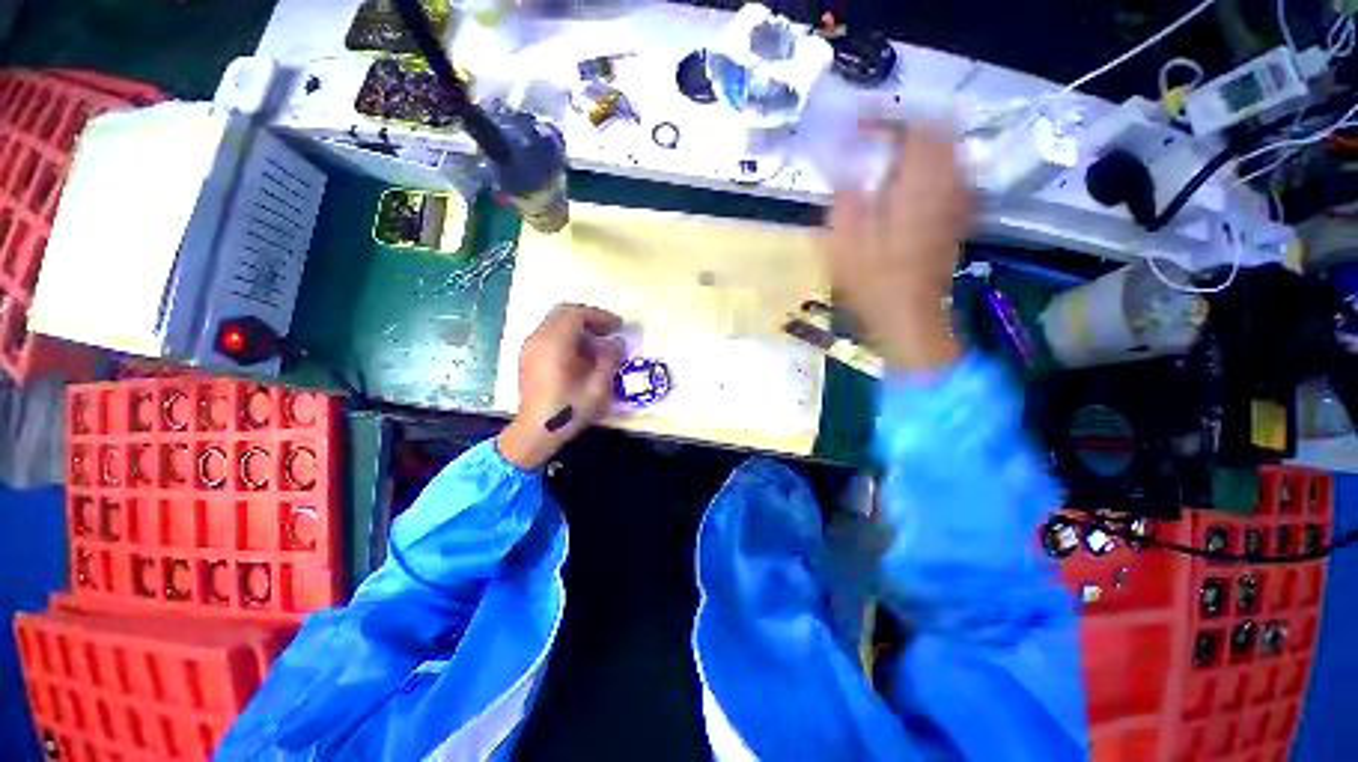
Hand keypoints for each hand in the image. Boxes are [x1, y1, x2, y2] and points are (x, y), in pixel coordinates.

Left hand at [498, 304, 624, 469]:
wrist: (536, 431)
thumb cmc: (568, 410)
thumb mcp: (597, 388)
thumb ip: (609, 360)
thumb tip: (617, 343)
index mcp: (554, 344)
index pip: (576, 314)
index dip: (600, 316)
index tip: (618, 326)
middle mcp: (538, 339)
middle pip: (564, 313)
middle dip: (589, 317)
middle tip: (609, 330)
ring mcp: (530, 346)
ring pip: (555, 322)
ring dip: (579, 326)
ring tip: (599, 342)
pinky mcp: (528, 356)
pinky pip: (549, 333)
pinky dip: (568, 335)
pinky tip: (581, 353)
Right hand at [826, 122, 970, 372]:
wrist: (909, 319)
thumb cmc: (872, 286)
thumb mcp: (843, 248)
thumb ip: (846, 203)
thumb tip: (846, 170)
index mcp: (914, 192)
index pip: (912, 132)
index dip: (885, 121)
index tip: (858, 126)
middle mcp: (943, 189)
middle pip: (939, 134)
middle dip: (907, 127)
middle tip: (877, 138)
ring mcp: (955, 204)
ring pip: (952, 152)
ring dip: (924, 145)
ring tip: (893, 156)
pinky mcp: (957, 219)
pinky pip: (956, 176)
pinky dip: (936, 167)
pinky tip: (915, 182)